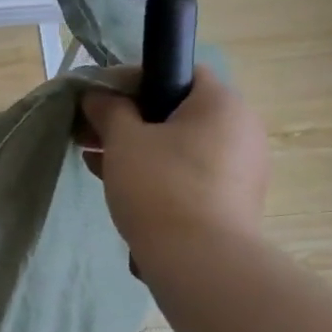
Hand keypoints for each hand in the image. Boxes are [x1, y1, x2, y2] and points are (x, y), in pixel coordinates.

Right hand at [79, 65, 269, 264]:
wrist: (200, 260)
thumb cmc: (160, 186)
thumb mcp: (123, 141)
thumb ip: (108, 110)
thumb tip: (97, 94)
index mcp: (221, 103)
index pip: (177, 71)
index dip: (133, 80)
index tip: (99, 100)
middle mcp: (241, 128)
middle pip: (176, 111)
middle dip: (129, 120)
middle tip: (90, 134)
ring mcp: (241, 167)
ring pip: (179, 145)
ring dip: (139, 148)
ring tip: (97, 162)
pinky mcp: (233, 199)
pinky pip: (188, 172)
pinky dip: (157, 172)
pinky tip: (121, 185)